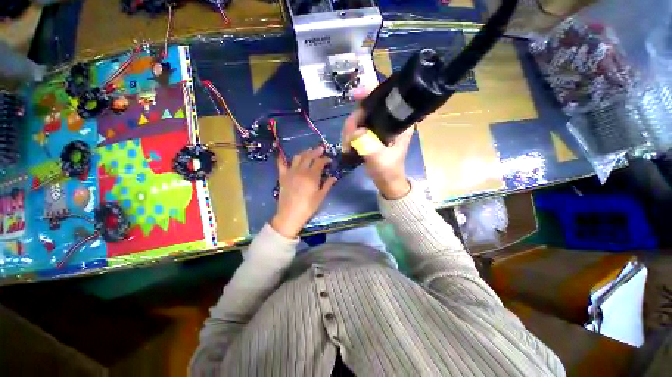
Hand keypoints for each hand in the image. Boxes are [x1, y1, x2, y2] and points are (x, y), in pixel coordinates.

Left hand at [271, 147, 336, 237]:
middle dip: (316, 151)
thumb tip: (334, 177)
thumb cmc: (308, 207)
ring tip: (308, 152)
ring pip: (297, 157)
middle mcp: (301, 171)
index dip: (325, 159)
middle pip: (309, 156)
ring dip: (304, 152)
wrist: (290, 215)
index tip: (329, 160)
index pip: (320, 162)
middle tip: (321, 149)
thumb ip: (327, 185)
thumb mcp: (320, 197)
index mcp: (312, 176)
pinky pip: (281, 164)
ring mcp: (290, 172)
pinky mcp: (282, 176)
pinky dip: (282, 158)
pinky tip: (283, 154)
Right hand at [342, 88, 412, 199]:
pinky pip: (356, 128)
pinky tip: (347, 145)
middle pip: (366, 108)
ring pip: (358, 119)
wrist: (386, 181)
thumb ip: (368, 145)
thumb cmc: (388, 170)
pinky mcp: (371, 134)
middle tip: (347, 139)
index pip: (385, 99)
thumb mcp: (380, 159)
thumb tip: (354, 132)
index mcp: (399, 122)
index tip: (355, 96)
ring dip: (348, 131)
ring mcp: (378, 127)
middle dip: (353, 122)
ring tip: (347, 146)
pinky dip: (349, 135)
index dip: (369, 93)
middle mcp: (389, 120)